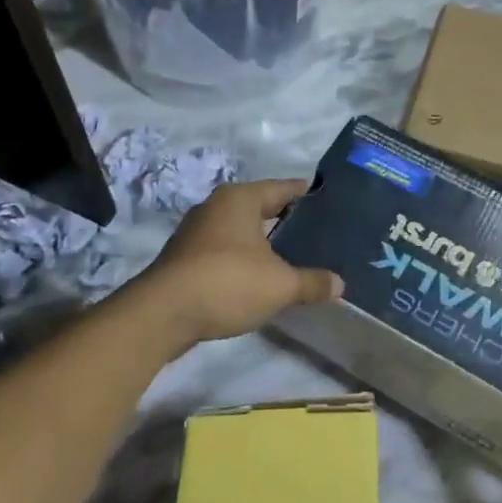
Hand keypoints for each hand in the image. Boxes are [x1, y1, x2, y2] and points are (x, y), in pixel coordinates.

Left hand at [128, 179, 342, 349]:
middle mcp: (217, 206)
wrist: (161, 314)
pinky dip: (245, 260)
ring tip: (295, 259)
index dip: (308, 195)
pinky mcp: (185, 259)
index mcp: (241, 198)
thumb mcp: (279, 285)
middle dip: (288, 222)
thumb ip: (311, 282)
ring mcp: (197, 232)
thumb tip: (340, 285)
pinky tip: (261, 279)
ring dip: (264, 244)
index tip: (331, 204)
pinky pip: (226, 251)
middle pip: (262, 208)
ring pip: (242, 231)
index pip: (284, 188)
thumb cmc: (227, 282)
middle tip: (319, 235)